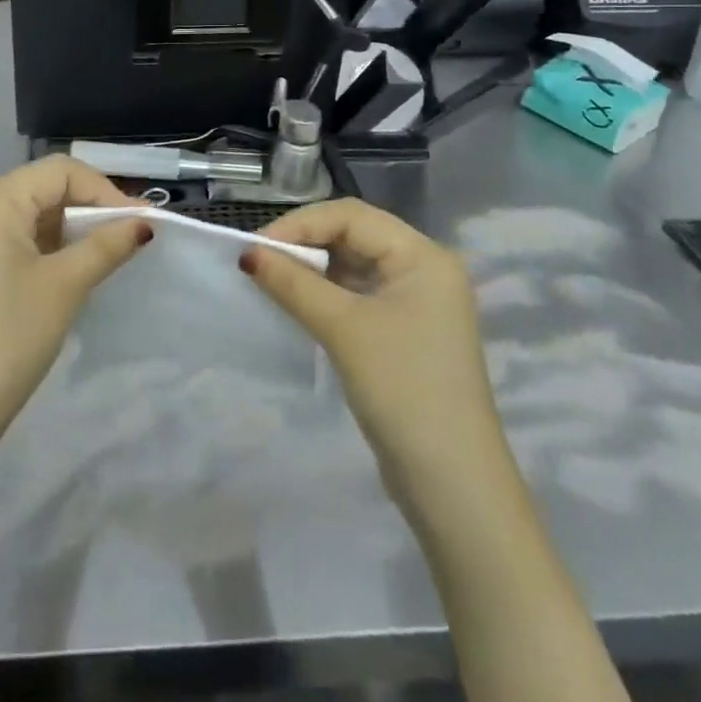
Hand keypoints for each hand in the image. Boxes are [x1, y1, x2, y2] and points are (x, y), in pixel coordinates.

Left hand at [0, 156, 146, 456]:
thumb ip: (106, 246)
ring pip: (35, 215)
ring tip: (112, 252)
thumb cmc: (8, 336)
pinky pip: (21, 240)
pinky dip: (53, 247)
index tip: (142, 221)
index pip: (61, 172)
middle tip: (132, 235)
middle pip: (46, 188)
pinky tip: (78, 268)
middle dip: (91, 207)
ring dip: (74, 228)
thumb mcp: (65, 286)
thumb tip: (144, 224)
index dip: (104, 190)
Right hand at [241, 199, 501, 500]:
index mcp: (424, 256)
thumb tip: (247, 254)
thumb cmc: (402, 390)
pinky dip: (327, 294)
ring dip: (314, 269)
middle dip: (306, 244)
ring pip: (354, 265)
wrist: (453, 485)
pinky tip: (298, 303)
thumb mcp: (344, 330)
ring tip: (271, 280)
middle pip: (354, 236)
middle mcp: (425, 269)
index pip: (352, 216)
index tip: (255, 247)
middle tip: (259, 262)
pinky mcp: (406, 331)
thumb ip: (294, 284)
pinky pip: (359, 294)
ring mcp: (417, 302)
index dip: (300, 224)